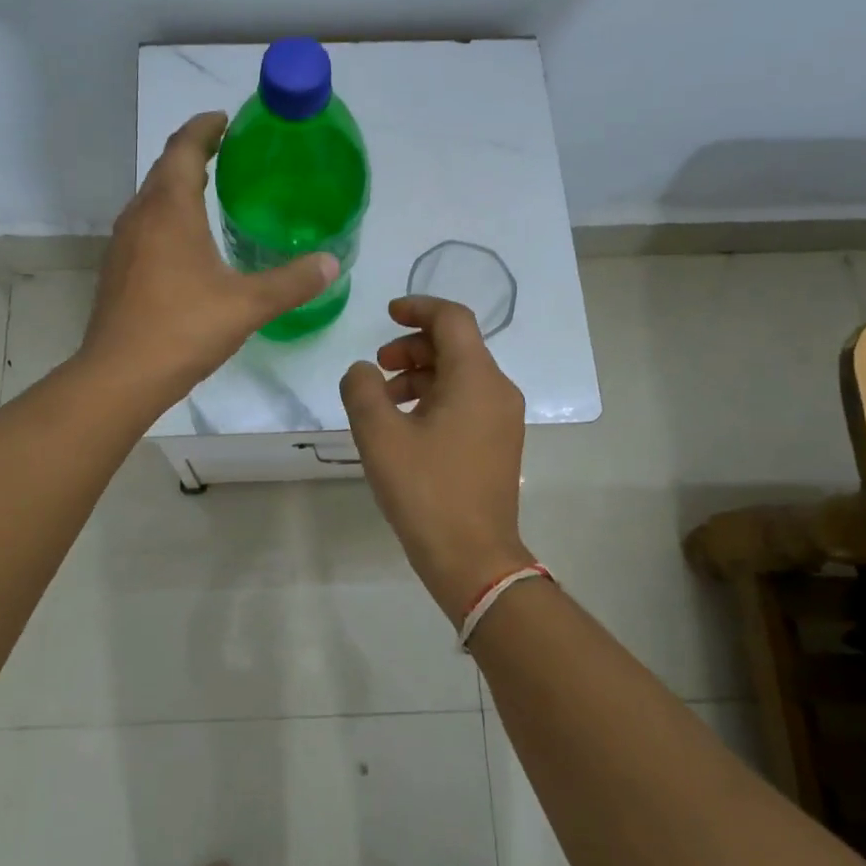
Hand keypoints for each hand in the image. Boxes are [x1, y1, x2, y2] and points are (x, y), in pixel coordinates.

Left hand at [81, 112, 336, 406]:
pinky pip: (145, 225)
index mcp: (169, 209)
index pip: (183, 148)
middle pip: (165, 168)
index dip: (204, 127)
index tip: (226, 119)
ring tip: (211, 190)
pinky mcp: (118, 270)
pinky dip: (168, 216)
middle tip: (228, 153)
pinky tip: (188, 243)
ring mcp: (123, 244)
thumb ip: (292, 281)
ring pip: (152, 198)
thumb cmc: (183, 329)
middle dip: (193, 153)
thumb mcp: (247, 304)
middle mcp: (140, 216)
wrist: (119, 376)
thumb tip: (332, 263)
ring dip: (178, 185)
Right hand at [340, 297, 534, 619]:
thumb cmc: (426, 491)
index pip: (452, 318)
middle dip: (412, 347)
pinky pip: (466, 401)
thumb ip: (362, 389)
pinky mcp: (498, 443)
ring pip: (459, 375)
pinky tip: (405, 427)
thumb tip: (363, 371)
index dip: (418, 307)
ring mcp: (502, 419)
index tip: (387, 314)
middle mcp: (498, 390)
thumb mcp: (380, 435)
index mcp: (476, 378)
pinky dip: (434, 398)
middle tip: (377, 368)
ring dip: (420, 375)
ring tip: (383, 402)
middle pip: (455, 345)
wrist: (473, 559)